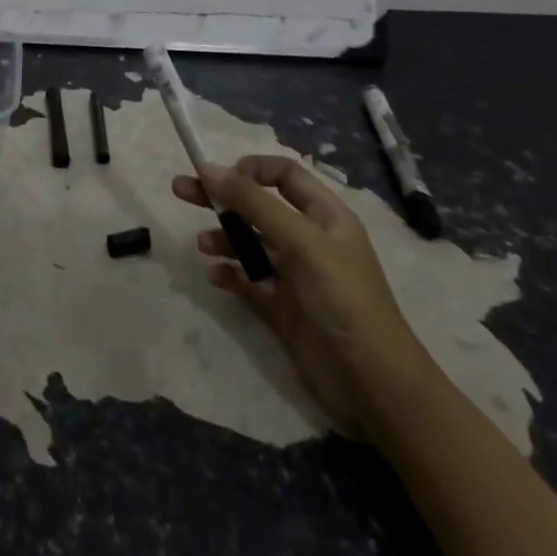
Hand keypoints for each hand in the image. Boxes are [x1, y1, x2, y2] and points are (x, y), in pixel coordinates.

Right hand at [173, 156, 431, 438]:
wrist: (374, 386)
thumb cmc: (344, 300)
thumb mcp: (301, 243)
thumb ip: (254, 204)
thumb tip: (208, 168)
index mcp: (325, 216)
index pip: (284, 174)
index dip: (250, 170)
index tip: (220, 178)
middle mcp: (309, 240)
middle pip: (258, 205)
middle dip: (222, 196)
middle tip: (181, 189)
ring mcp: (295, 276)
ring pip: (250, 243)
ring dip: (224, 238)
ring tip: (202, 246)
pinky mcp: (283, 309)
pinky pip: (248, 281)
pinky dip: (231, 274)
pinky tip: (217, 277)